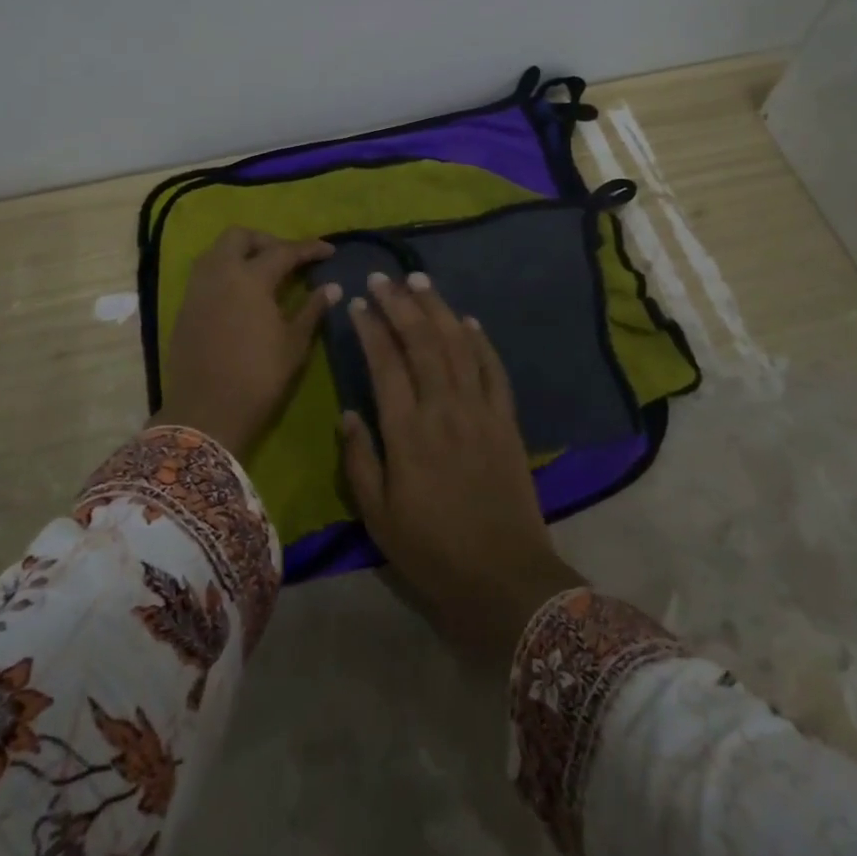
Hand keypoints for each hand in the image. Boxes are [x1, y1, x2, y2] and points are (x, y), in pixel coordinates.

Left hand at [154, 227, 340, 456]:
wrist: (206, 413)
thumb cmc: (258, 377)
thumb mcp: (294, 344)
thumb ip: (312, 309)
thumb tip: (332, 287)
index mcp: (250, 278)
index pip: (283, 251)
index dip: (309, 249)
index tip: (329, 250)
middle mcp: (220, 274)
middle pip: (239, 237)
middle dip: (266, 240)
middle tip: (288, 258)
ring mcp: (197, 289)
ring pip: (217, 251)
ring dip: (241, 252)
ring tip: (264, 272)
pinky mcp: (185, 307)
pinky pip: (206, 274)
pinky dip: (225, 271)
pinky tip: (241, 294)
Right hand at [339, 272, 585, 657]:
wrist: (504, 577)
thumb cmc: (432, 551)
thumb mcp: (378, 517)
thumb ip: (360, 460)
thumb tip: (349, 412)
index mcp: (407, 433)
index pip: (385, 364)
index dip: (371, 328)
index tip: (358, 303)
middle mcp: (444, 409)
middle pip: (422, 342)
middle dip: (401, 305)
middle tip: (383, 278)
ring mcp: (481, 411)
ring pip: (458, 346)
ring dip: (439, 309)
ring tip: (420, 281)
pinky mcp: (508, 421)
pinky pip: (495, 370)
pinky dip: (482, 341)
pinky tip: (470, 321)